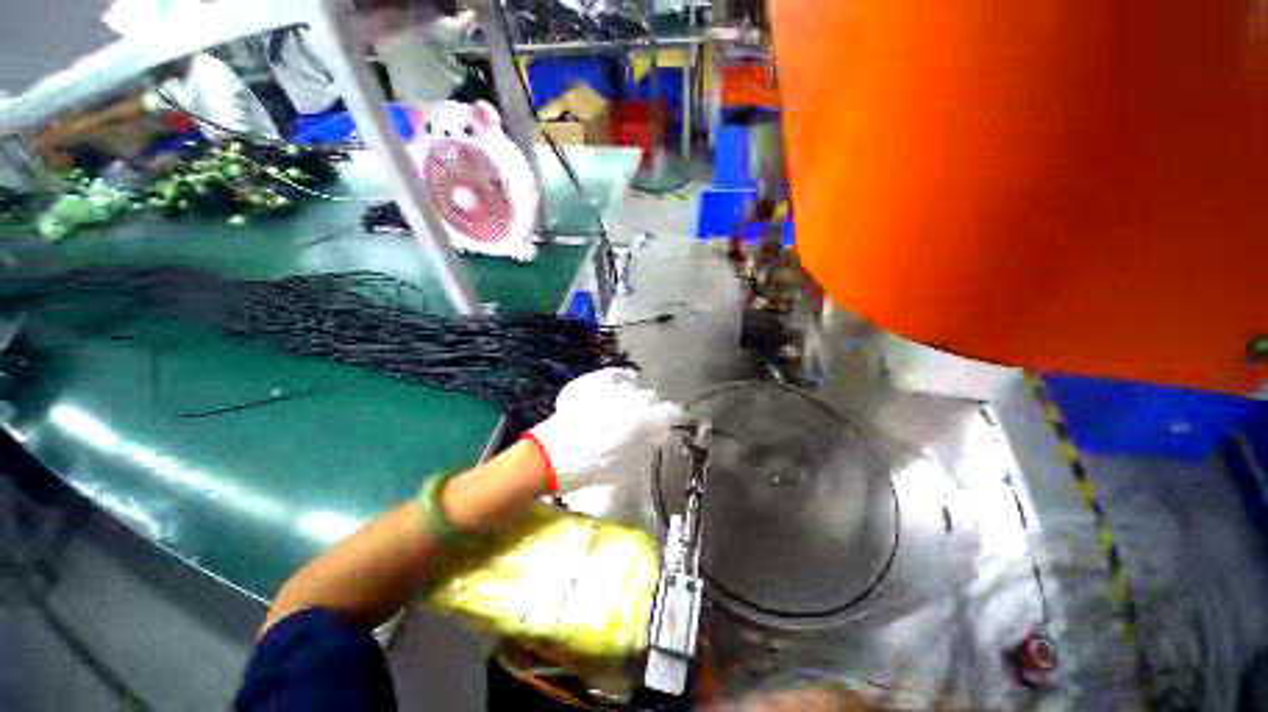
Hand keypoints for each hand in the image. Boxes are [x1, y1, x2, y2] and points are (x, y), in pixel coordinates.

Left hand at [526, 368, 681, 492]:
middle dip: (647, 408)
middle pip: (650, 398)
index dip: (670, 418)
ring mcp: (614, 386)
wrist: (561, 452)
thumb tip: (657, 436)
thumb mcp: (629, 463)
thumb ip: (647, 445)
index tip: (666, 424)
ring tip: (620, 406)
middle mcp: (636, 398)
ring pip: (631, 386)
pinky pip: (613, 374)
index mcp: (648, 419)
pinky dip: (616, 379)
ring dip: (629, 395)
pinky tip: (616, 382)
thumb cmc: (597, 465)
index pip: (671, 412)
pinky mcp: (595, 380)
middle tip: (637, 422)